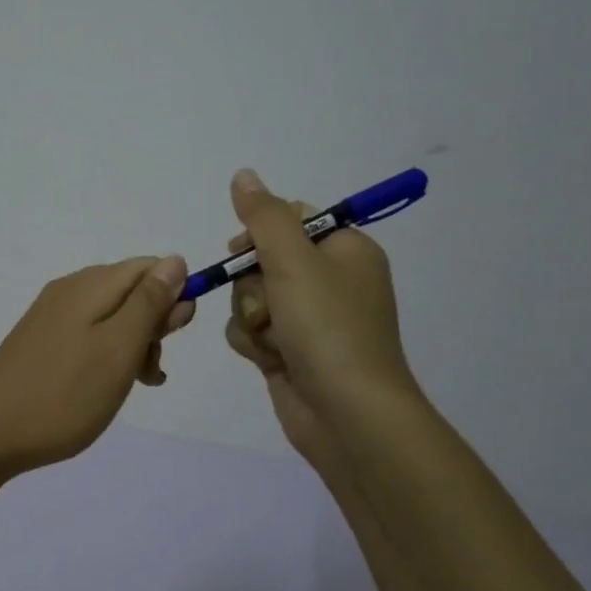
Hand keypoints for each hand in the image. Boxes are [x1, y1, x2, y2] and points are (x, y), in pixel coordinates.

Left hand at [0, 256, 195, 479]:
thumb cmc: (64, 393)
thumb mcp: (119, 348)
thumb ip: (149, 303)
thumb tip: (175, 261)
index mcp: (90, 285)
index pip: (150, 267)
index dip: (174, 295)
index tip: (174, 336)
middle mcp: (70, 291)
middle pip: (131, 291)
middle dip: (154, 325)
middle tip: (150, 369)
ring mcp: (52, 317)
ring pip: (112, 318)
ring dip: (134, 346)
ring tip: (136, 384)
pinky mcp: (41, 342)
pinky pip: (89, 336)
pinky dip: (109, 356)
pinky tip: (110, 386)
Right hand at [220, 169, 415, 477]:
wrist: (347, 415)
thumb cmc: (328, 329)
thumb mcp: (294, 261)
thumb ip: (264, 216)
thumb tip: (243, 175)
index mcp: (345, 250)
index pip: (291, 218)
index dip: (261, 233)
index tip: (246, 250)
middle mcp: (330, 281)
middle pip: (263, 259)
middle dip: (253, 285)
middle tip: (270, 305)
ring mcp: (309, 319)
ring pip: (250, 297)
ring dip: (251, 317)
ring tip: (274, 341)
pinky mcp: (290, 351)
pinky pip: (251, 329)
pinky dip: (253, 342)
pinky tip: (269, 360)